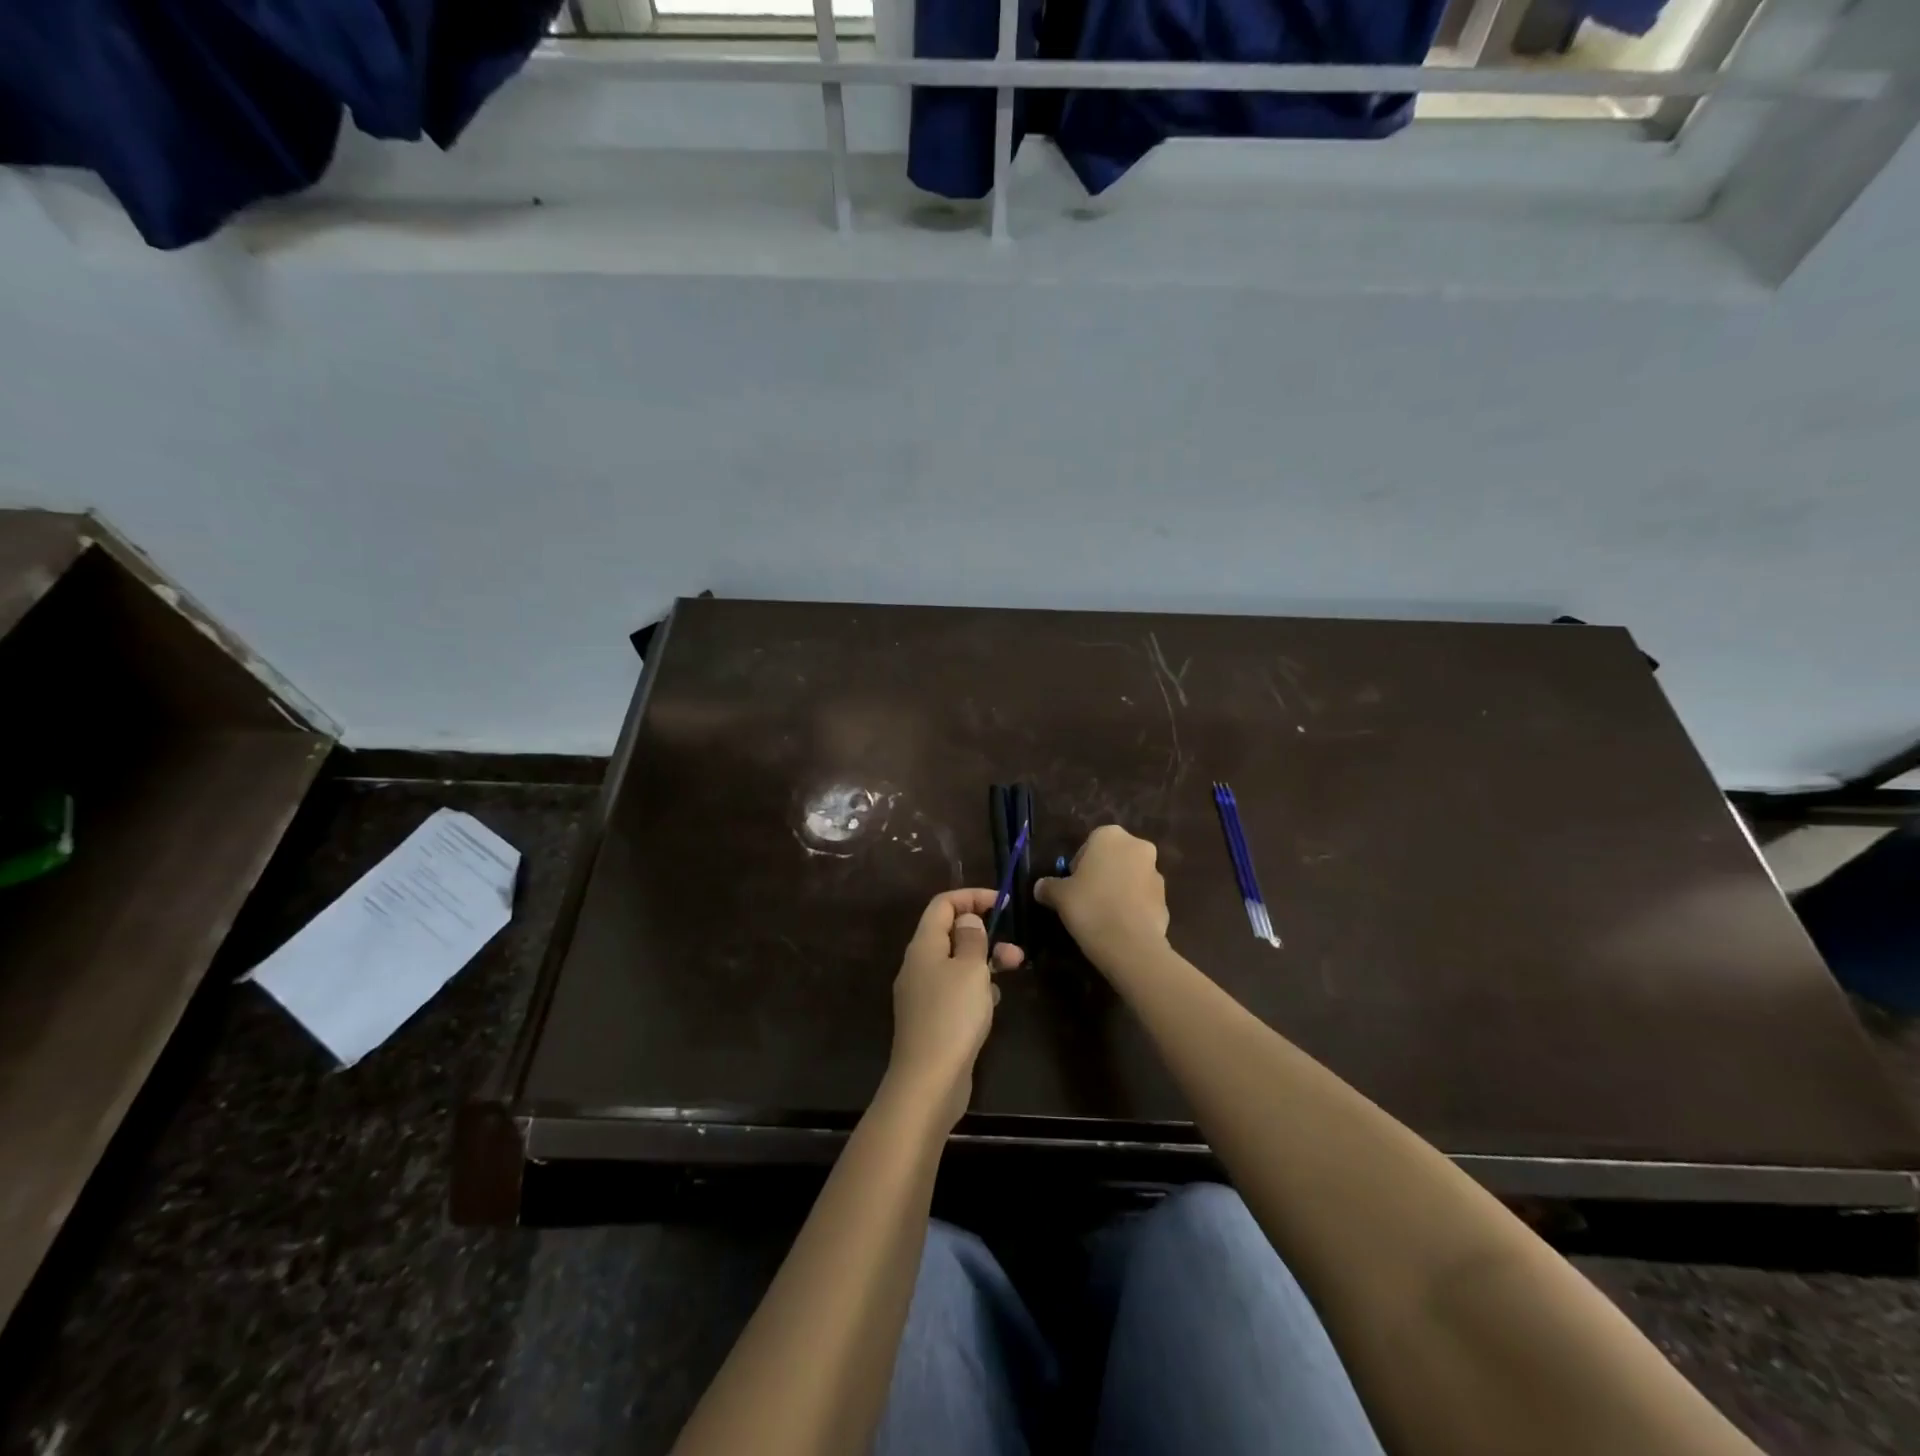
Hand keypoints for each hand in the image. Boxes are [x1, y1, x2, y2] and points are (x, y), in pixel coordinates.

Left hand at [886, 889, 1025, 1129]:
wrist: (929, 1081)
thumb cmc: (952, 1016)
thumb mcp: (970, 969)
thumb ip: (972, 938)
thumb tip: (967, 920)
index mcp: (923, 945)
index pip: (943, 904)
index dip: (972, 897)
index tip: (1002, 903)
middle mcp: (918, 964)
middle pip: (951, 933)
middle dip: (985, 933)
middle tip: (1014, 948)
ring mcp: (923, 993)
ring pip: (957, 963)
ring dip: (985, 961)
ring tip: (1012, 971)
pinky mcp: (933, 1019)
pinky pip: (956, 990)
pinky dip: (976, 988)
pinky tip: (993, 1004)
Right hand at [1034, 826, 1169, 969]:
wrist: (1129, 944)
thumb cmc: (1090, 906)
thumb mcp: (1059, 895)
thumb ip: (1049, 886)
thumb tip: (1040, 887)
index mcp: (1110, 836)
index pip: (1089, 844)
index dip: (1078, 865)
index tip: (1072, 885)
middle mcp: (1137, 847)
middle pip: (1113, 858)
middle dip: (1101, 873)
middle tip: (1085, 898)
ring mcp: (1156, 873)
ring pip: (1130, 877)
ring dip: (1119, 889)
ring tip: (1102, 914)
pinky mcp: (1166, 899)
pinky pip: (1142, 898)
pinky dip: (1132, 906)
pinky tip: (1119, 925)